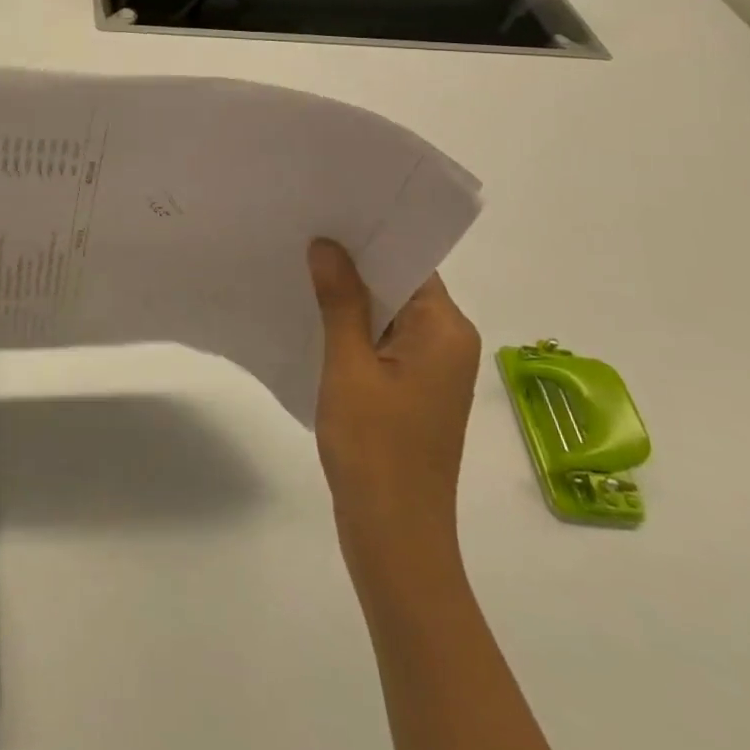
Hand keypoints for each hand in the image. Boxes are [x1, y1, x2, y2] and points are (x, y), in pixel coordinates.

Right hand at [308, 240, 480, 572]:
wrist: (394, 538)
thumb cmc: (375, 448)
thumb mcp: (349, 366)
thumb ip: (341, 300)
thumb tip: (327, 244)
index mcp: (446, 330)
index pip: (410, 261)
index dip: (369, 236)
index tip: (326, 211)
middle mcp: (449, 342)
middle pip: (400, 284)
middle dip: (354, 263)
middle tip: (302, 232)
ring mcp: (432, 369)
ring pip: (389, 313)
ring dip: (350, 296)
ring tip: (300, 266)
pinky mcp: (414, 390)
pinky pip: (384, 341)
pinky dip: (354, 328)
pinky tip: (313, 316)